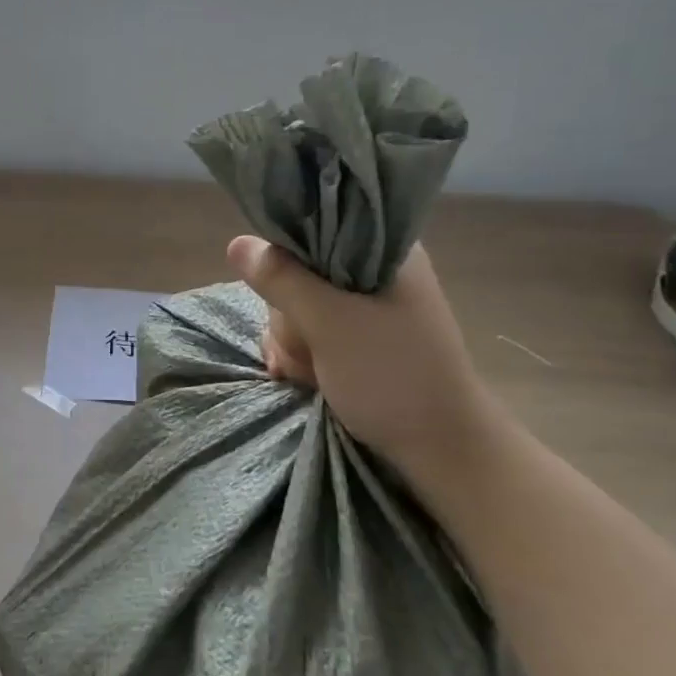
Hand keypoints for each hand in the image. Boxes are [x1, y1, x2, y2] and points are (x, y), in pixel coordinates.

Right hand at [227, 236, 506, 479]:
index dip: (287, 259)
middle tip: (306, 346)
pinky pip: (308, 331)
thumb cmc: (393, 376)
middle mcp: (374, 270)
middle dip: (289, 315)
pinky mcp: (356, 338)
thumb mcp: (331, 323)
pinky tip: (304, 377)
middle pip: (299, 271)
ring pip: (297, 306)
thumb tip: (236, 242)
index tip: (283, 295)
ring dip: (292, 341)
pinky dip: (300, 354)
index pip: (315, 227)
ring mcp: (365, 307)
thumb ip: (282, 280)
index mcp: (384, 250)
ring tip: (308, 372)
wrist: (439, 449)